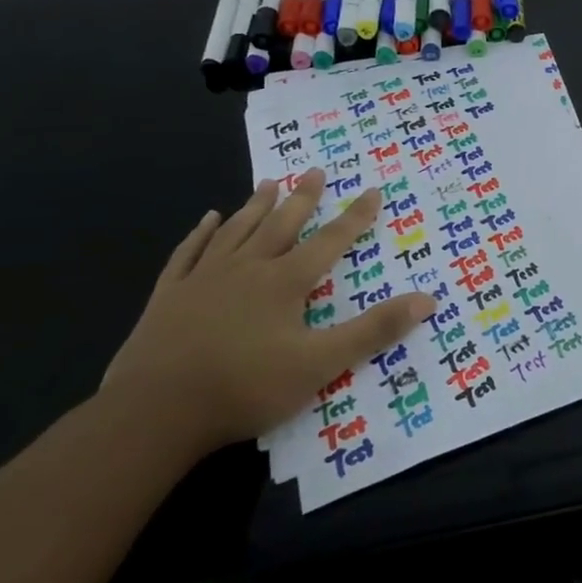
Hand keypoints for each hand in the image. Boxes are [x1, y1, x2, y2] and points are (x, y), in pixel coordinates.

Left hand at [103, 168, 435, 453]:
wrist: (154, 412)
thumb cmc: (245, 386)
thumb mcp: (321, 363)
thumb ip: (373, 330)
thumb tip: (428, 299)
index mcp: (285, 282)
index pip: (330, 240)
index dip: (355, 216)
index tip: (372, 190)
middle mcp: (248, 268)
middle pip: (281, 224)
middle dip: (303, 197)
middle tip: (315, 170)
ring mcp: (204, 279)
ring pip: (237, 231)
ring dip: (256, 206)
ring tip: (269, 183)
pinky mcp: (169, 297)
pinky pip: (189, 253)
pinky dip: (201, 234)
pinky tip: (207, 219)